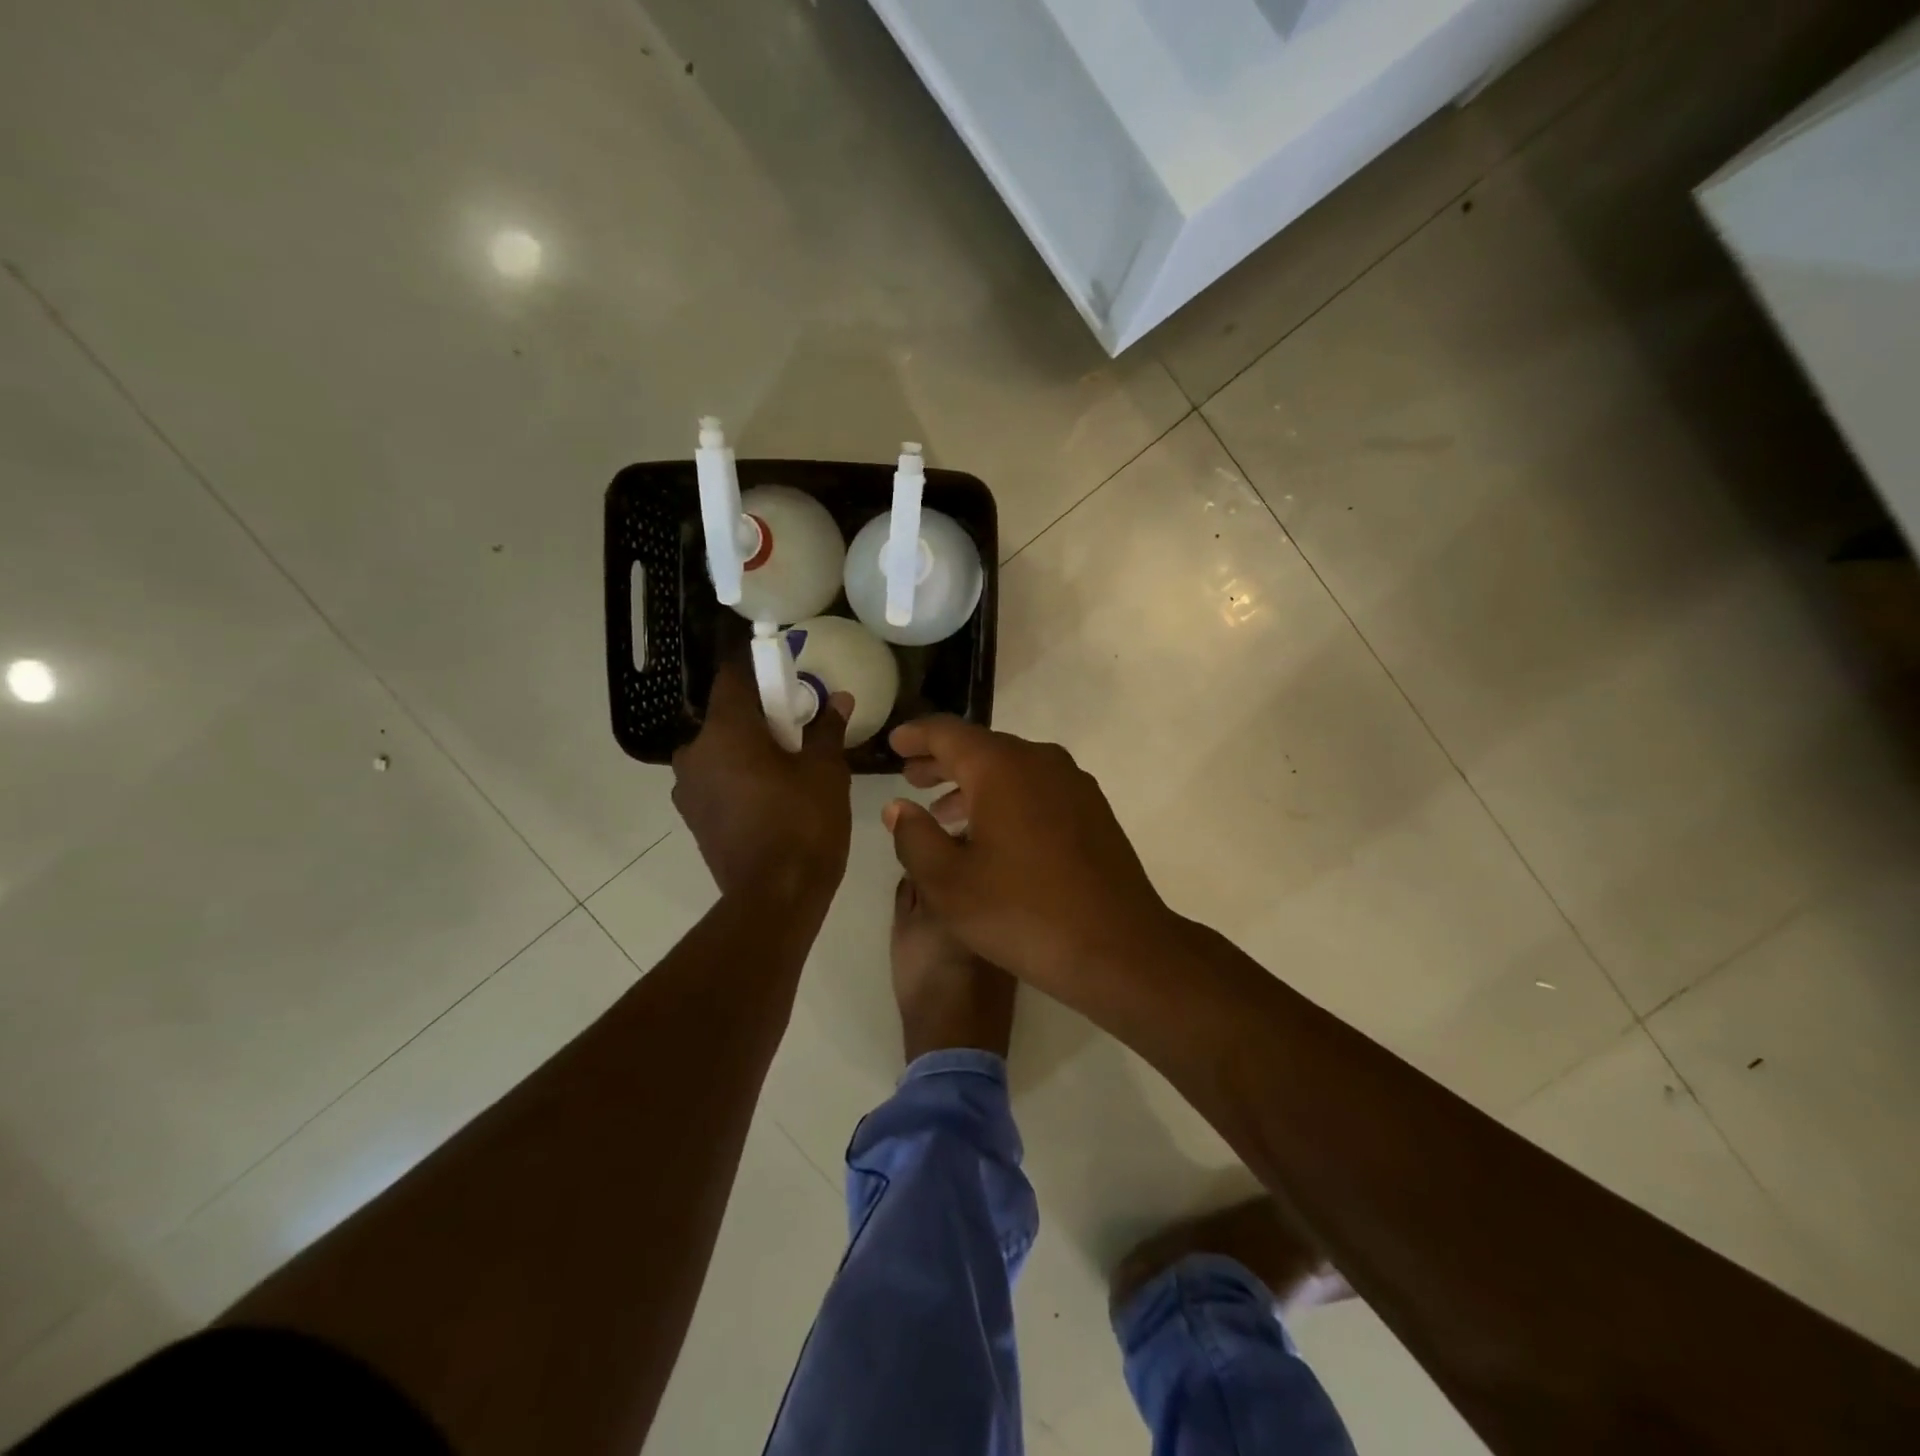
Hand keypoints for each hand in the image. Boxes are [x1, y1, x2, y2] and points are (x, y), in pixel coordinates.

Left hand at [672, 659, 852, 904]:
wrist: (775, 898)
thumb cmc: (803, 823)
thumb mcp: (826, 771)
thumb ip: (827, 729)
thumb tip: (838, 699)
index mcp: (725, 730)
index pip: (732, 677)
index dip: (758, 669)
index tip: (785, 673)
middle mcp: (694, 752)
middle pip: (727, 717)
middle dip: (760, 717)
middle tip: (798, 729)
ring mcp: (688, 789)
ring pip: (720, 751)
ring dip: (748, 750)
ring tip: (787, 768)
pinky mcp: (693, 819)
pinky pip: (717, 781)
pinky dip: (739, 778)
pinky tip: (770, 797)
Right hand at [881, 716, 1179, 1004]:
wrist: (1118, 948)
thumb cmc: (1022, 912)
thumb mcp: (947, 883)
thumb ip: (914, 837)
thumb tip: (900, 807)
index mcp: (1001, 767)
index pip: (948, 733)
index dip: (916, 735)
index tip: (894, 742)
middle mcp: (1040, 761)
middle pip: (982, 749)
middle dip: (944, 762)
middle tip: (912, 777)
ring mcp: (1073, 784)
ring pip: (1012, 770)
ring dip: (974, 785)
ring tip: (944, 813)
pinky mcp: (1093, 811)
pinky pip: (1037, 790)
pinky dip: (1006, 800)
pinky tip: (993, 835)